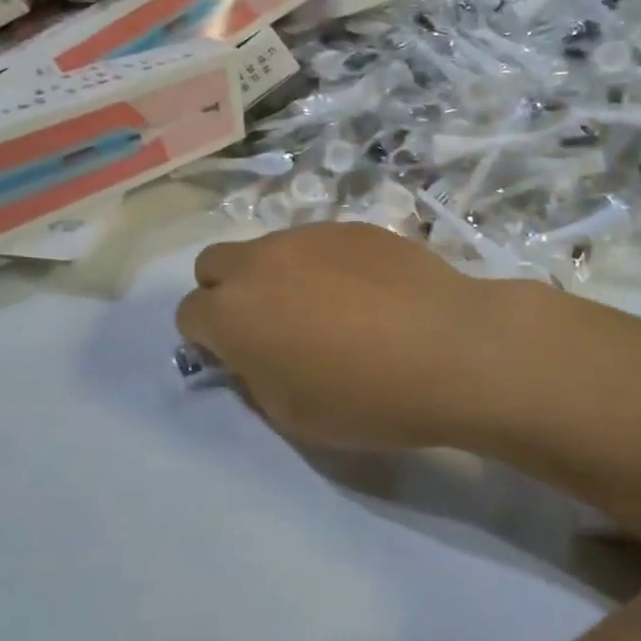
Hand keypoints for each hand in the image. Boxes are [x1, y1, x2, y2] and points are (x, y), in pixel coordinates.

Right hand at [177, 223, 544, 450]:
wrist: (451, 349)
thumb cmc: (367, 398)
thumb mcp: (293, 414)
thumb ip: (254, 378)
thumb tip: (250, 355)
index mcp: (234, 314)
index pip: (189, 314)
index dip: (207, 339)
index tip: (237, 357)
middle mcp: (261, 262)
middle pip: (214, 264)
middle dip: (226, 292)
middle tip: (267, 325)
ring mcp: (308, 236)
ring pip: (267, 248)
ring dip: (275, 275)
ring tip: (325, 308)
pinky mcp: (351, 226)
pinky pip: (316, 242)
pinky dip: (321, 264)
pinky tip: (365, 292)